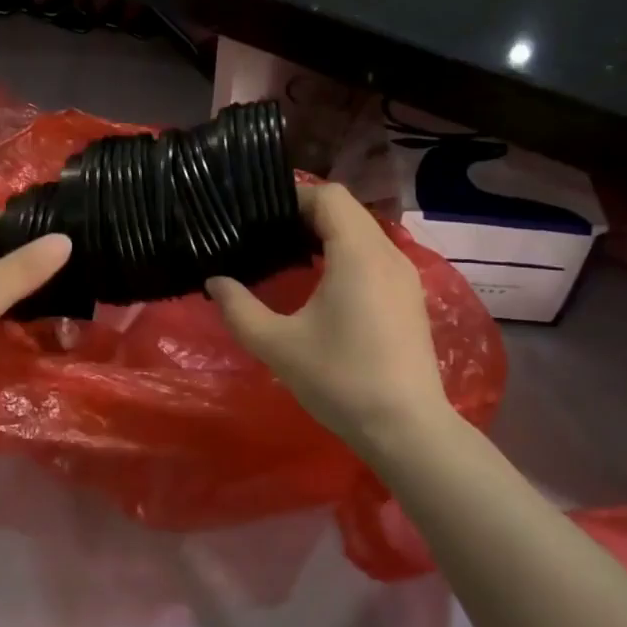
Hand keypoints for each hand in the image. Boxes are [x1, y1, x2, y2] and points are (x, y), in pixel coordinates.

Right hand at [207, 184, 451, 448]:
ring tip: (292, 256)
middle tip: (269, 235)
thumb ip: (239, 309)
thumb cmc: (341, 380)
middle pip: (348, 210)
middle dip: (308, 214)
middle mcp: (388, 254)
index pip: (329, 196)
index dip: (294, 197)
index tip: (262, 217)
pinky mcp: (410, 298)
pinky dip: (348, 253)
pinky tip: (324, 285)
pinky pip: (375, 255)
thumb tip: (215, 282)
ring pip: (364, 232)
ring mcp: (405, 276)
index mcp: (358, 254)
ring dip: (329, 234)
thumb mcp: (278, 346)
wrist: (407, 429)